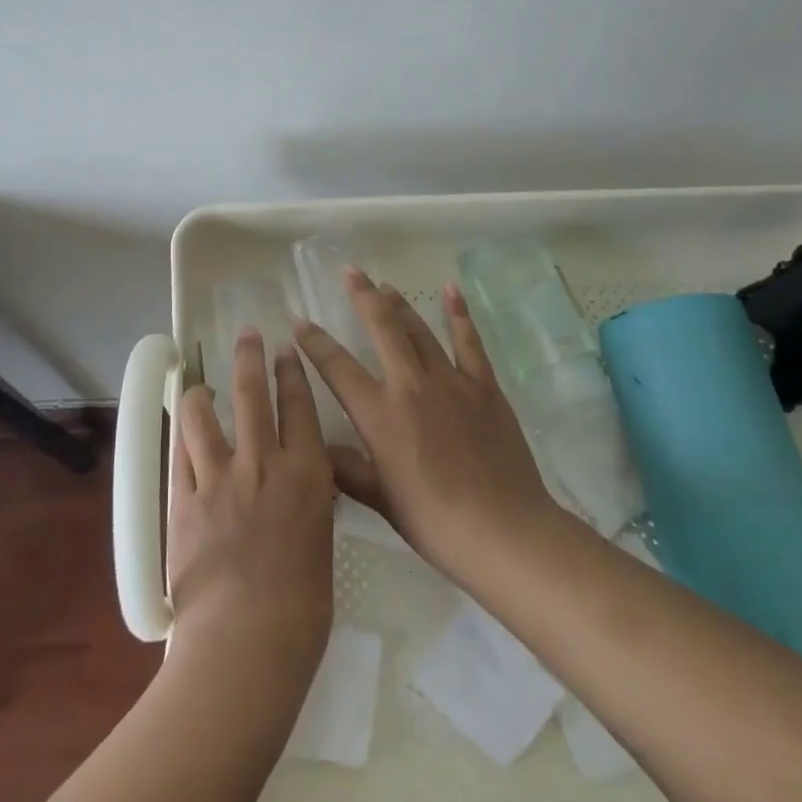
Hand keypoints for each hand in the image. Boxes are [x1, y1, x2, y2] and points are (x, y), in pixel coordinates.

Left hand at [166, 332, 335, 689]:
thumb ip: (308, 503)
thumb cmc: (302, 606)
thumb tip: (300, 487)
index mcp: (307, 472)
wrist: (247, 638)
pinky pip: (179, 453)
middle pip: (253, 392)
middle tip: (247, 336)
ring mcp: (219, 476)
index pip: (299, 405)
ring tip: (199, 385)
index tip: (286, 351)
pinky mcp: (183, 498)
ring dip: (202, 393)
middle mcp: (264, 461)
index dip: (291, 372)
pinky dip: (181, 436)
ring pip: (204, 414)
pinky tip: (181, 428)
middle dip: (249, 357)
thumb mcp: (320, 541)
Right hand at [295, 270, 557, 583]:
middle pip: (382, 329)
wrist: (502, 529)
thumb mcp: (380, 498)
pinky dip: (458, 315)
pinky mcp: (484, 386)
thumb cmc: (434, 520)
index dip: (314, 342)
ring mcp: (451, 381)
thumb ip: (347, 468)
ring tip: (385, 285)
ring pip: (420, 330)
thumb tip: (318, 449)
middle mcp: (410, 386)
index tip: (299, 322)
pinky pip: (468, 342)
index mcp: (379, 414)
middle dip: (363, 297)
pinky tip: (450, 292)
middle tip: (350, 272)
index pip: (337, 367)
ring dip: (401, 304)